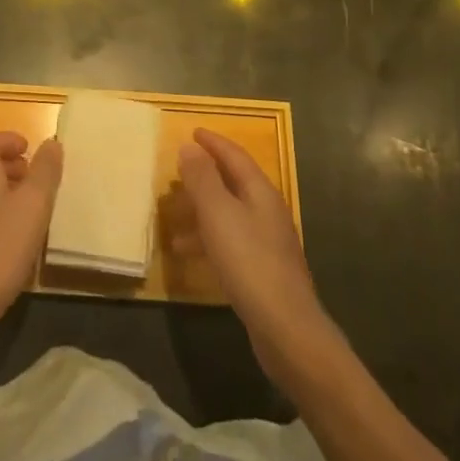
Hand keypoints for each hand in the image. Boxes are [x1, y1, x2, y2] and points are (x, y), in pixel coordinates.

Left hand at [0, 131, 62, 346]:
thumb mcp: (33, 204)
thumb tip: (52, 142)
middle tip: (36, 176)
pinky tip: (21, 241)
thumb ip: (45, 171)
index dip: (7, 139)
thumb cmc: (1, 246)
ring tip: (34, 208)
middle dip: (10, 165)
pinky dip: (3, 218)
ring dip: (8, 193)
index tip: (29, 148)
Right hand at [176, 128, 338, 381]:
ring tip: (172, 216)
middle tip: (177, 171)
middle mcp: (267, 211)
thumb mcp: (218, 214)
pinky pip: (229, 241)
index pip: (235, 156)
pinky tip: (188, 254)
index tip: (193, 131)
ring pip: (228, 214)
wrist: (286, 329)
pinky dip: (207, 239)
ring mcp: (267, 242)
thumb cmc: (249, 262)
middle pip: (233, 183)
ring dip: (201, 211)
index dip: (213, 142)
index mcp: (260, 192)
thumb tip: (189, 147)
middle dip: (205, 175)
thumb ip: (202, 179)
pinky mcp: (262, 270)